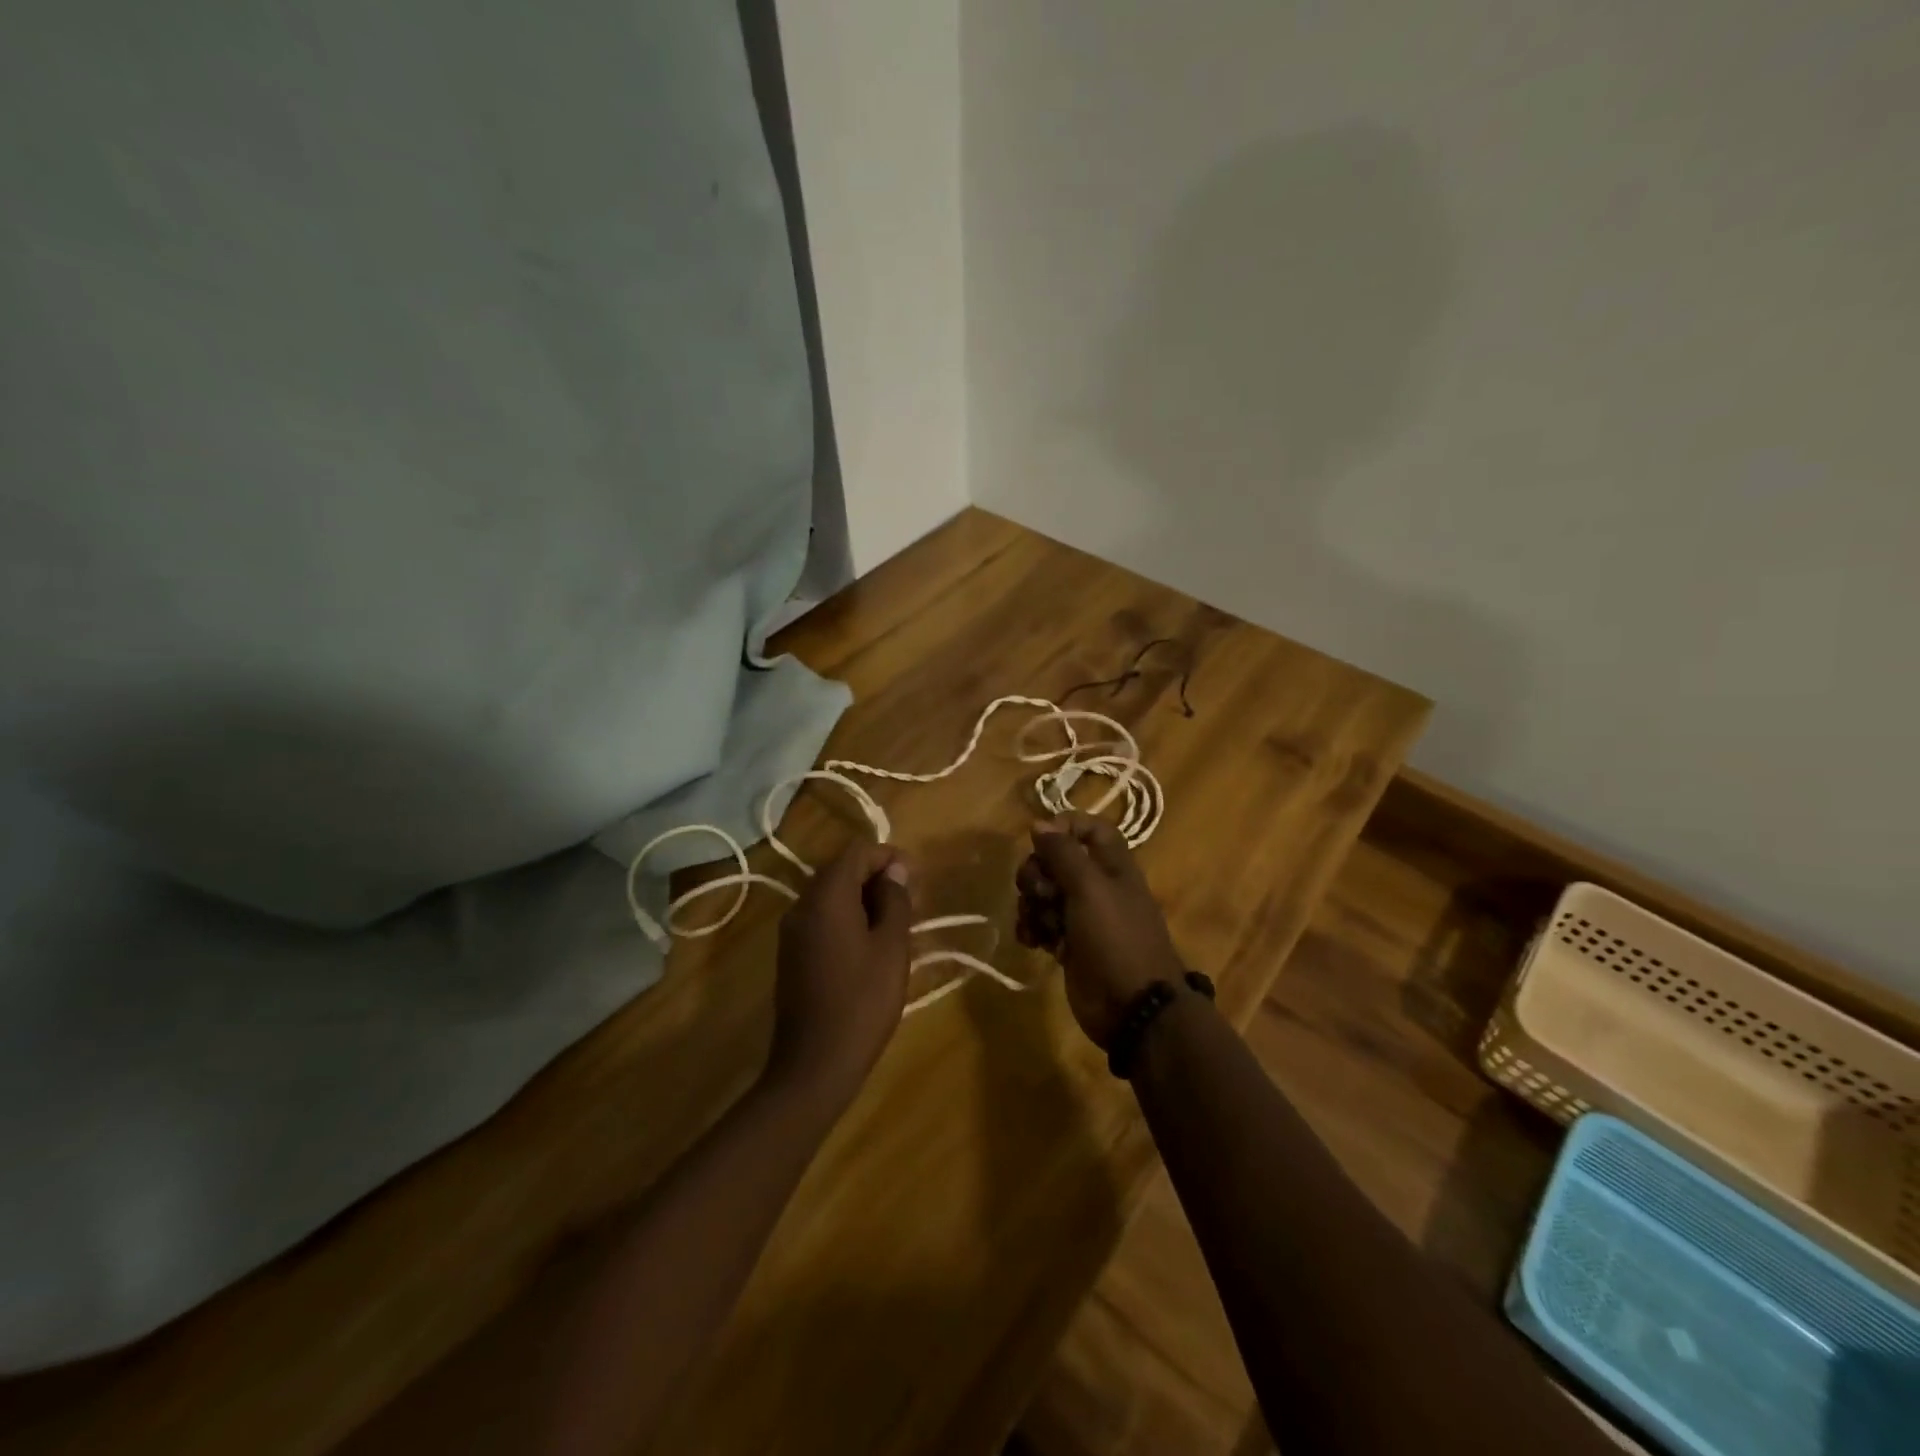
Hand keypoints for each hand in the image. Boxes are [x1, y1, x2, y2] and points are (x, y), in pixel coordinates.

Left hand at [768, 841, 912, 1105]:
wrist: (815, 1065)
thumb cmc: (862, 1002)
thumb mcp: (891, 948)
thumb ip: (894, 901)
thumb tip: (894, 871)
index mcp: (826, 897)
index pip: (856, 852)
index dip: (888, 857)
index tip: (915, 878)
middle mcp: (802, 905)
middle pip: (840, 870)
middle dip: (876, 877)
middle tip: (910, 901)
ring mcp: (792, 931)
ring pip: (830, 896)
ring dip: (863, 899)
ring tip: (896, 923)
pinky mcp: (791, 954)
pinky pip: (821, 919)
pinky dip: (847, 918)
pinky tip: (870, 944)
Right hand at [1016, 812, 1186, 1047]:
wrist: (1131, 1007)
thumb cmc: (1115, 938)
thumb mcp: (1089, 888)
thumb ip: (1063, 853)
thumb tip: (1039, 823)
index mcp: (1113, 866)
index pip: (1090, 828)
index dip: (1065, 827)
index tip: (1040, 839)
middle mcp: (1097, 886)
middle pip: (1057, 861)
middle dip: (1037, 872)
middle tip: (1039, 891)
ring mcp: (1082, 917)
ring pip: (1044, 893)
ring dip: (1032, 904)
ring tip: (1038, 924)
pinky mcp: (1069, 944)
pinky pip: (1041, 924)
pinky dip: (1032, 929)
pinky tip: (1032, 941)